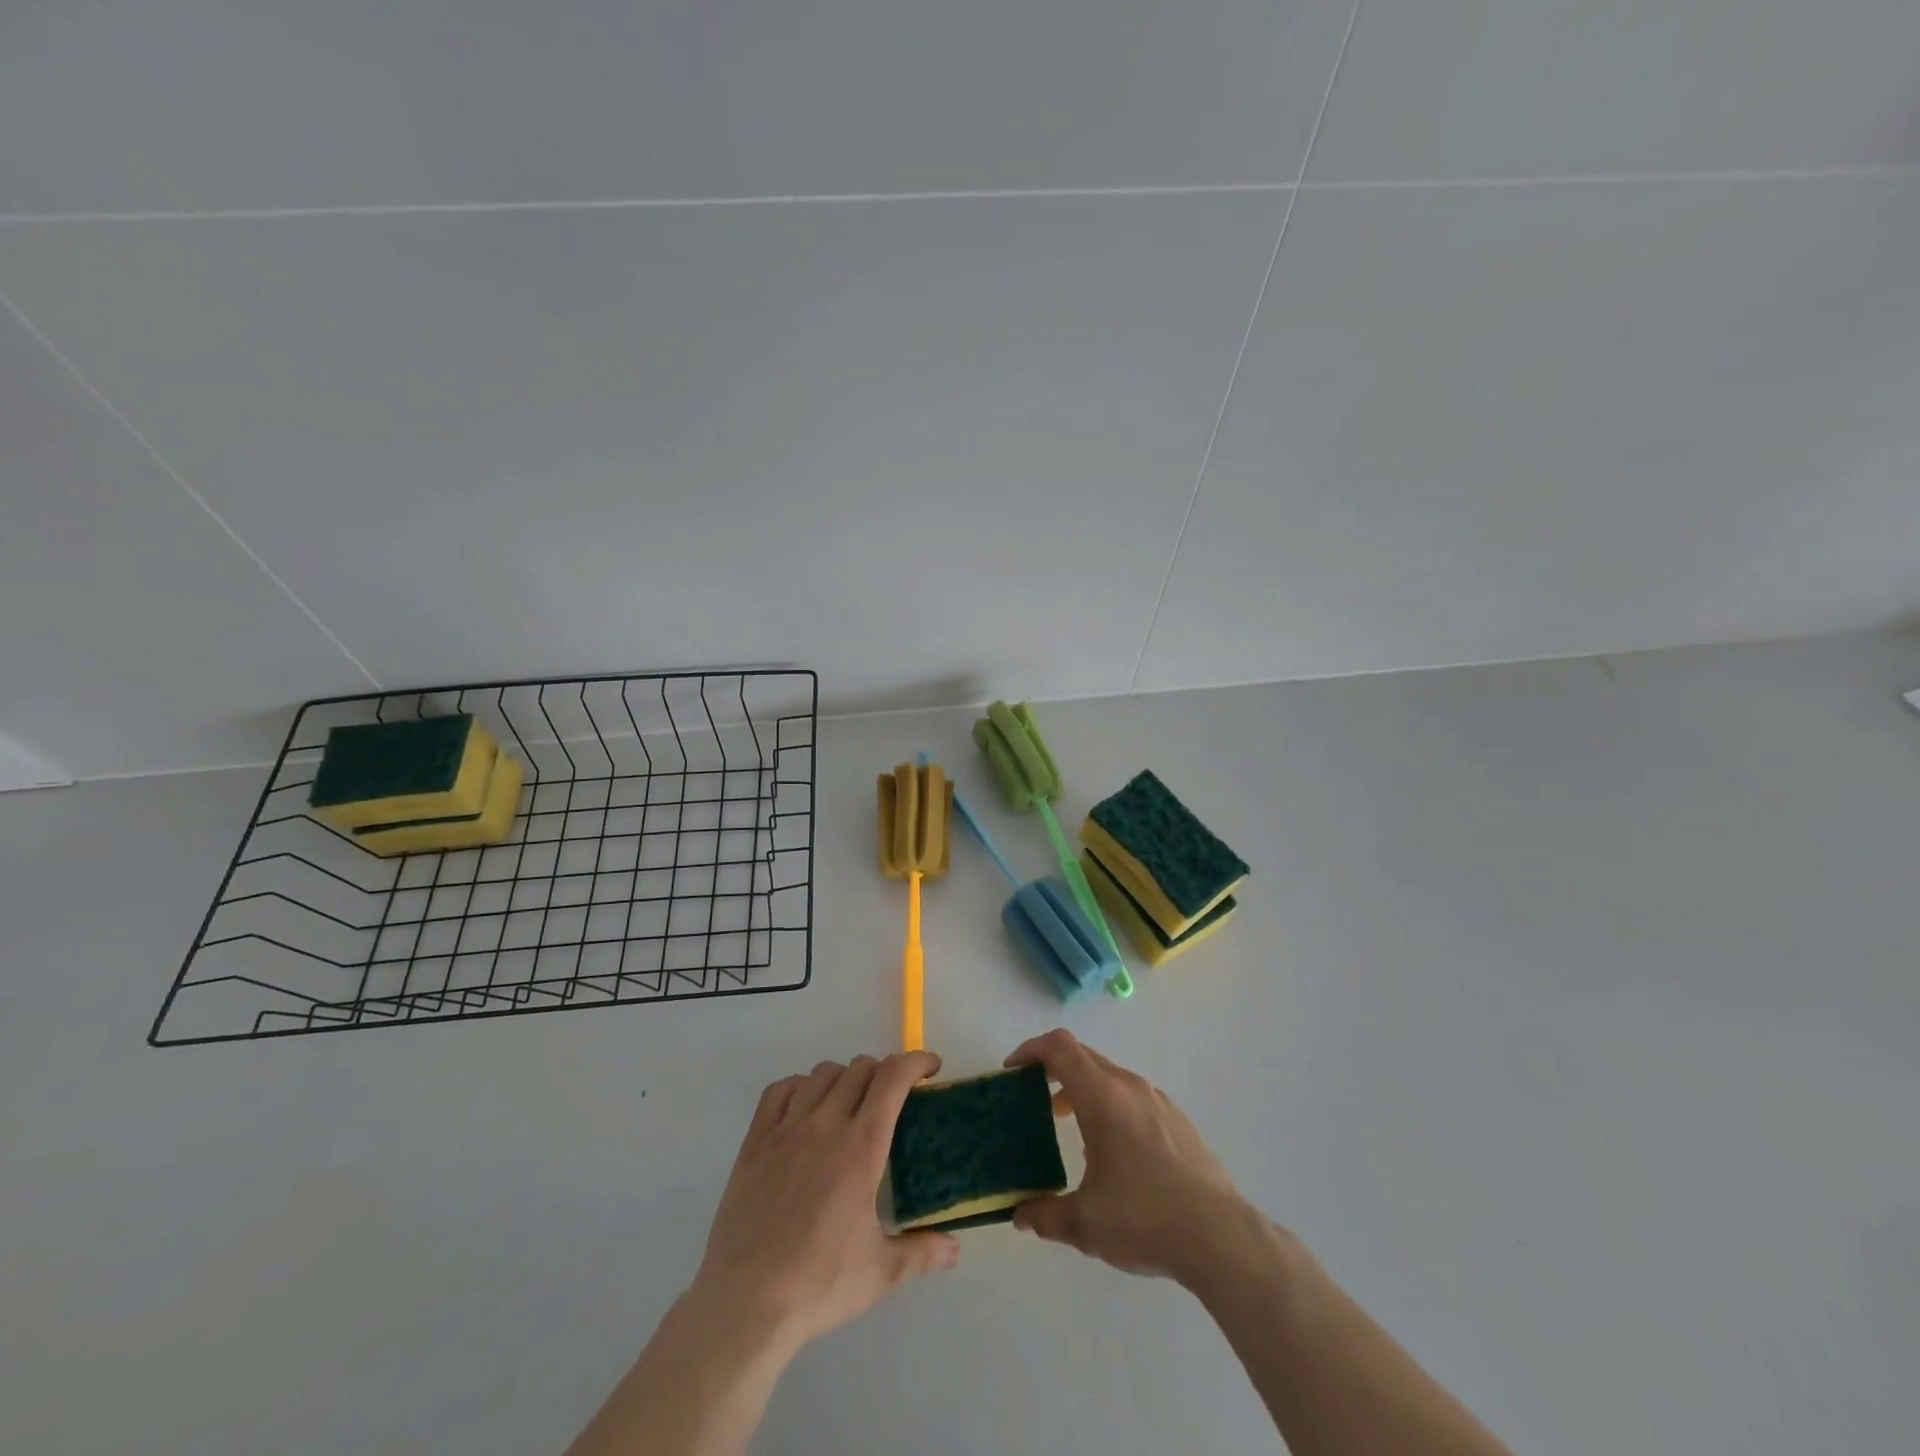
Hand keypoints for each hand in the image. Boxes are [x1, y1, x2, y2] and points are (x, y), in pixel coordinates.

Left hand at [690, 1051, 960, 1353]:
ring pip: (821, 1074)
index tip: (931, 1068)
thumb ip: (922, 1253)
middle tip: (892, 1097)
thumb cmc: (819, 1285)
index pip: (892, 1078)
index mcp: (861, 1148)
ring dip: (844, 1077)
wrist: (746, 1304)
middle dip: (883, 1072)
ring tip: (850, 1102)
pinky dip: (799, 1086)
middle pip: (859, 1068)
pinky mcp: (755, 1142)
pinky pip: (779, 1091)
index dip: (915, 1061)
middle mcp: (825, 1125)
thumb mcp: (881, 1273)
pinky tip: (806, 1107)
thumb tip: (955, 1250)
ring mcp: (786, 1130)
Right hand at [1004, 1029, 1257, 1286]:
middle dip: (1053, 1070)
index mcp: (1102, 1096)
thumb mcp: (1084, 1223)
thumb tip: (1020, 1215)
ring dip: (1083, 1090)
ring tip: (1070, 1127)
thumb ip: (1044, 1215)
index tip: (1013, 1071)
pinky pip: (1133, 1097)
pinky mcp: (1178, 1120)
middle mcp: (1129, 1086)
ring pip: (1110, 1077)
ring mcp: (1158, 1101)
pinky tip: (1114, 1152)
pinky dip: (1110, 1106)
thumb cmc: (1144, 1218)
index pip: (1059, 1047)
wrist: (1221, 1237)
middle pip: (1083, 1057)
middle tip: (1033, 1099)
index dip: (1030, 1050)